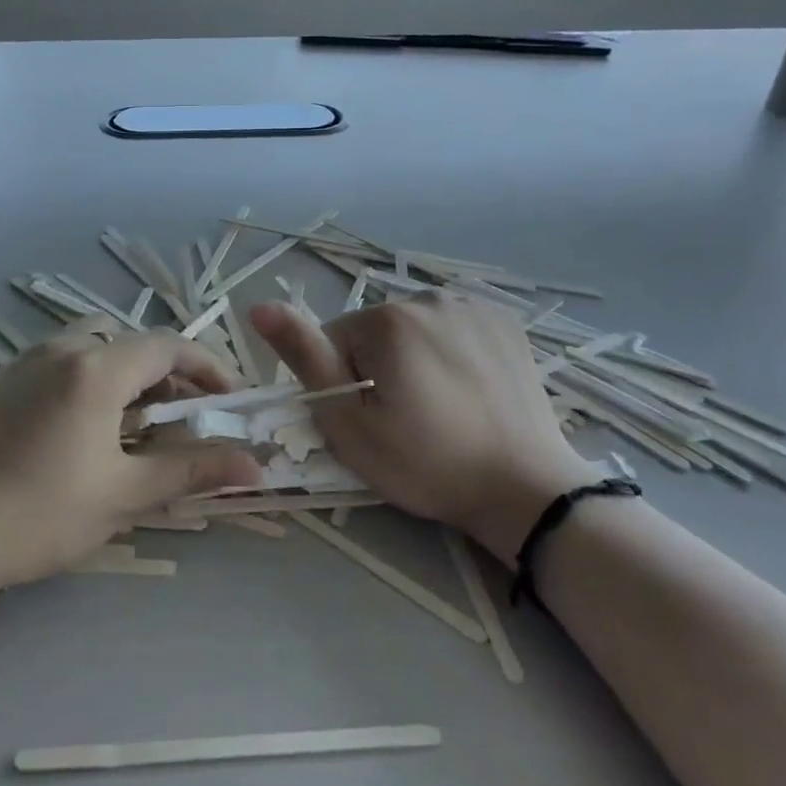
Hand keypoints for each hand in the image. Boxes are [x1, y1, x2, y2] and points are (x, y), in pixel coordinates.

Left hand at [0, 321, 262, 596]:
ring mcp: (29, 359)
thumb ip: (193, 470)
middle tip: (185, 421)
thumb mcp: (124, 494)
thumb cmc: (37, 514)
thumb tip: (257, 465)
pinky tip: (89, 427)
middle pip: (135, 342)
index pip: (170, 346)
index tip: (230, 402)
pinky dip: (95, 377)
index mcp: (96, 367)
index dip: (209, 369)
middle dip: (170, 375)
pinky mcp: (5, 377)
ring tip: (139, 425)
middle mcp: (64, 347)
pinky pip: (67, 359)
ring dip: (130, 374)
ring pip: (99, 346)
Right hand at [249, 293, 592, 558]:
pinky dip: (450, 350)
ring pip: (415, 328)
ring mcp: (472, 305)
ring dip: (414, 357)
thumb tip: (260, 306)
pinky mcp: (504, 321)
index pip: (335, 340)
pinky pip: (453, 327)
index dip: (344, 384)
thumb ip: (305, 359)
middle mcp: (428, 297)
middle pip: (377, 331)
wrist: (525, 489)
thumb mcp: (350, 424)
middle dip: (379, 367)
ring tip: (441, 406)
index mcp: (387, 320)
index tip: (371, 421)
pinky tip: (468, 388)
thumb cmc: (426, 463)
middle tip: (406, 420)